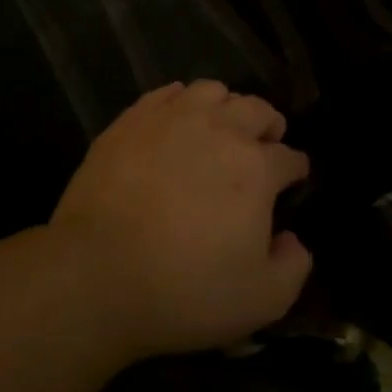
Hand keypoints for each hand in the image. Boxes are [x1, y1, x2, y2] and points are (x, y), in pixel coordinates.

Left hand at [51, 80, 311, 357]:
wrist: (96, 276)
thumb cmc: (185, 290)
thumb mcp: (262, 300)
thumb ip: (293, 267)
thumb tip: (292, 239)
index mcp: (257, 168)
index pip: (289, 157)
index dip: (296, 169)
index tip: (293, 178)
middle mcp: (220, 130)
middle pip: (257, 110)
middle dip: (269, 126)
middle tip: (264, 145)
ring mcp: (171, 120)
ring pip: (212, 91)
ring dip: (226, 108)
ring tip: (220, 129)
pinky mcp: (130, 122)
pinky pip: (166, 94)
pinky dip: (181, 103)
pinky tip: (176, 122)